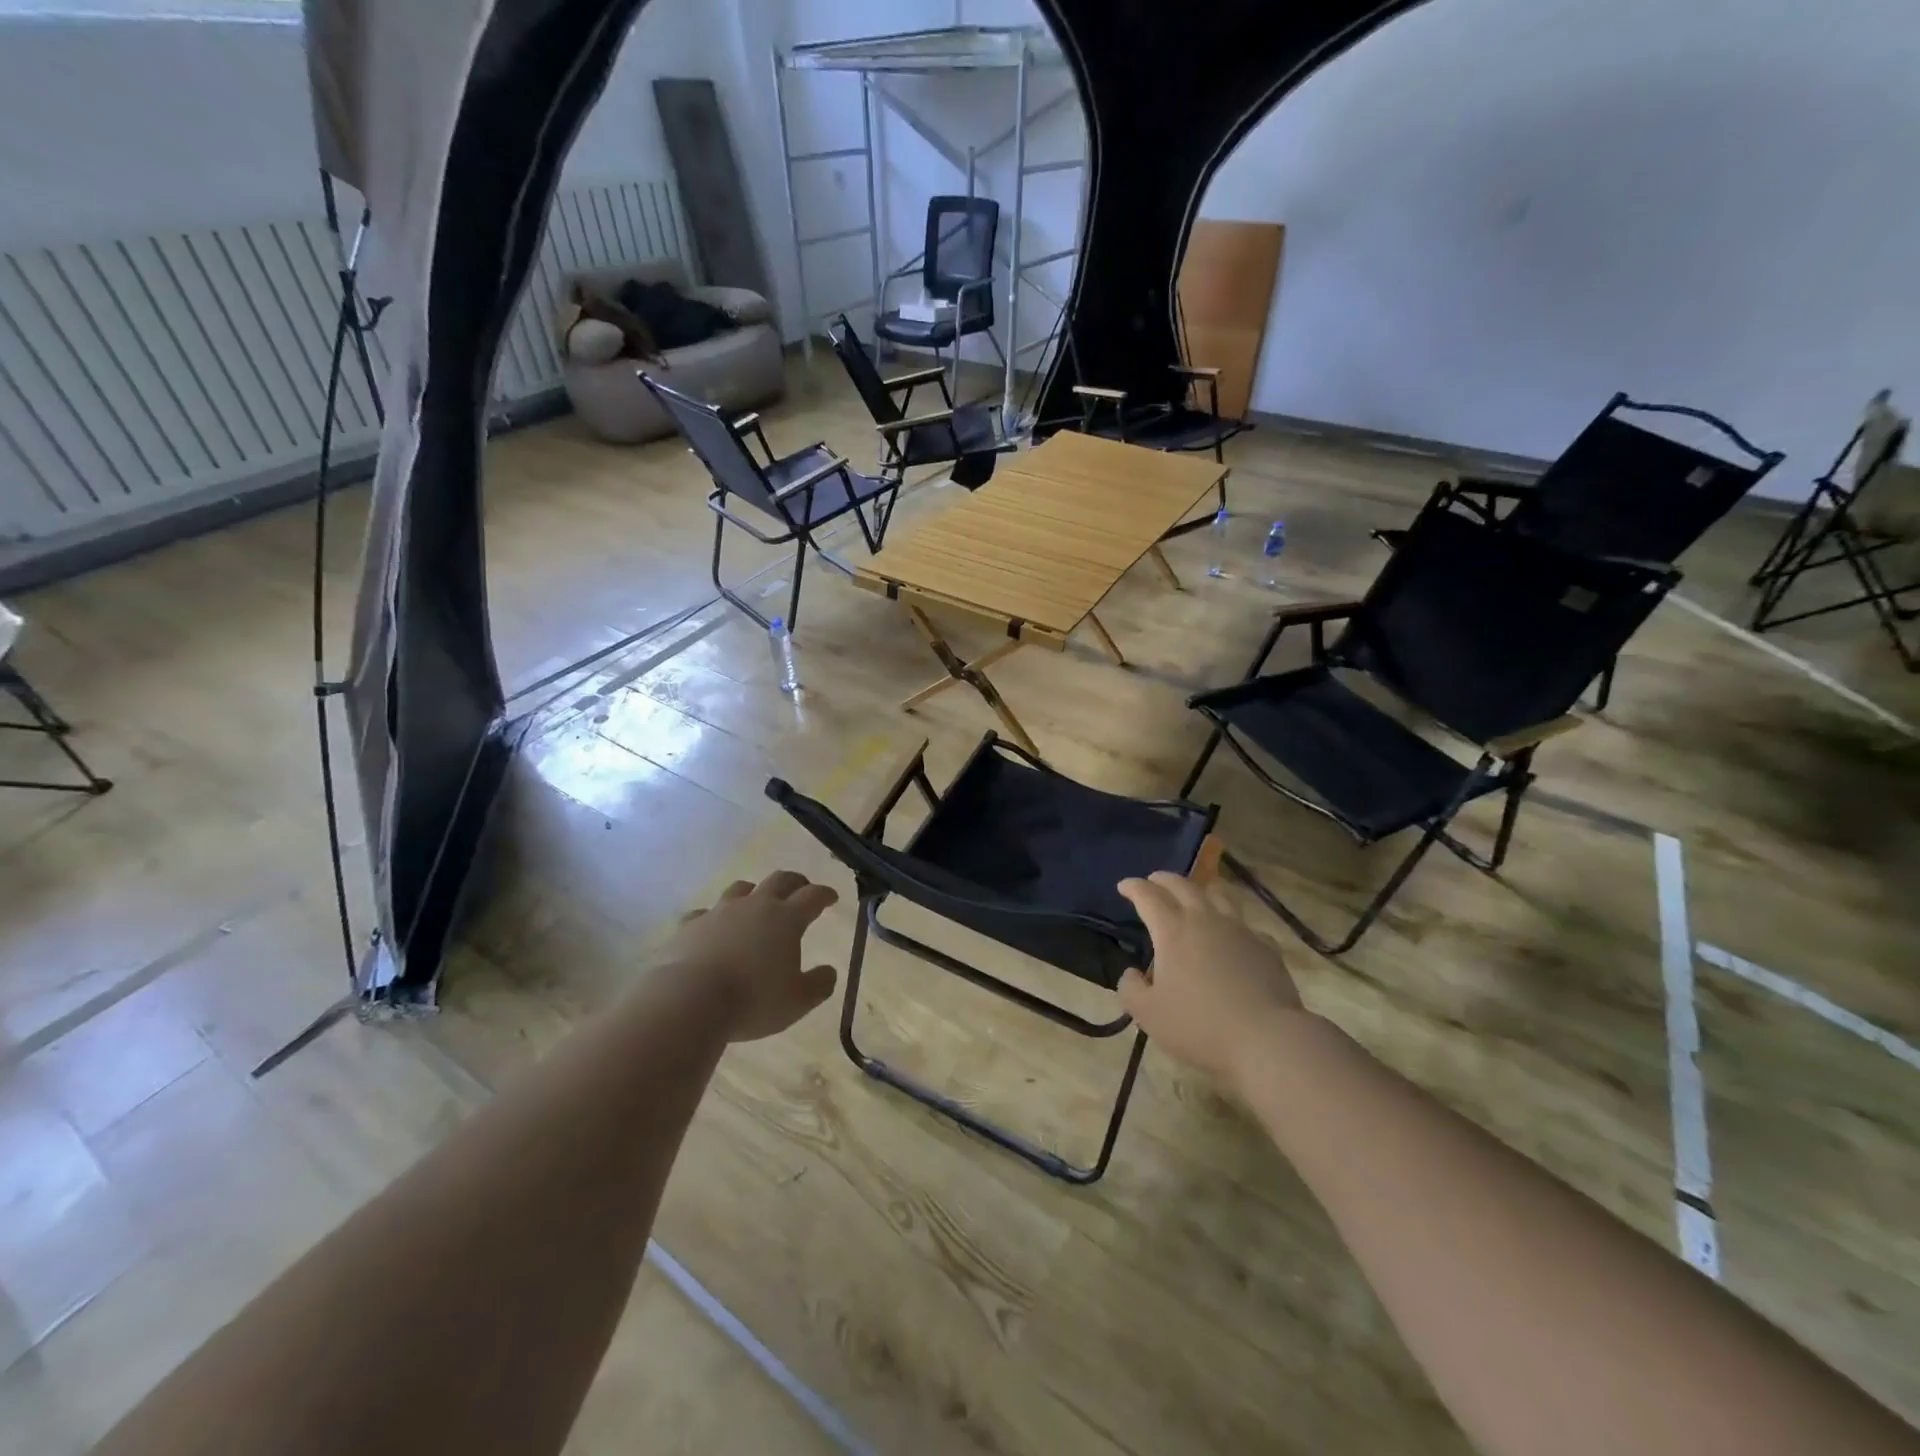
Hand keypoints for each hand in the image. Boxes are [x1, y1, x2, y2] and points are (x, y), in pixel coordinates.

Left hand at [659, 871, 840, 1042]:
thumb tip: (830, 972)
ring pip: (741, 889)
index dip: (824, 894)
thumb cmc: (753, 999)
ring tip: (756, 902)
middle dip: (795, 882)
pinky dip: (713, 918)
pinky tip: (712, 929)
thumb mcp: (798, 1001)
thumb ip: (819, 985)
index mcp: (786, 919)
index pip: (813, 896)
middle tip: (801, 889)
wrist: (689, 999)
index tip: (831, 897)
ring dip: (754, 892)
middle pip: (779, 880)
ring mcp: (720, 912)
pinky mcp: (690, 925)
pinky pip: (704, 913)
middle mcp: (755, 906)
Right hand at [1117, 872, 1305, 1091]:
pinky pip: (1247, 925)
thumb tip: (1131, 974)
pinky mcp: (1266, 947)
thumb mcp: (1148, 1014)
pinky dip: (1234, 924)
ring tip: (1197, 893)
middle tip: (1154, 880)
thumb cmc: (1199, 1025)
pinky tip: (1234, 936)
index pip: (1148, 896)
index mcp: (1172, 931)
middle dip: (1164, 879)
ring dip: (1202, 889)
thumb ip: (1131, 989)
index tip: (1123, 886)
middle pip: (1182, 885)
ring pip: (1219, 895)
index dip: (1133, 887)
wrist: (1266, 1039)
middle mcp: (1205, 920)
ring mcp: (1240, 930)